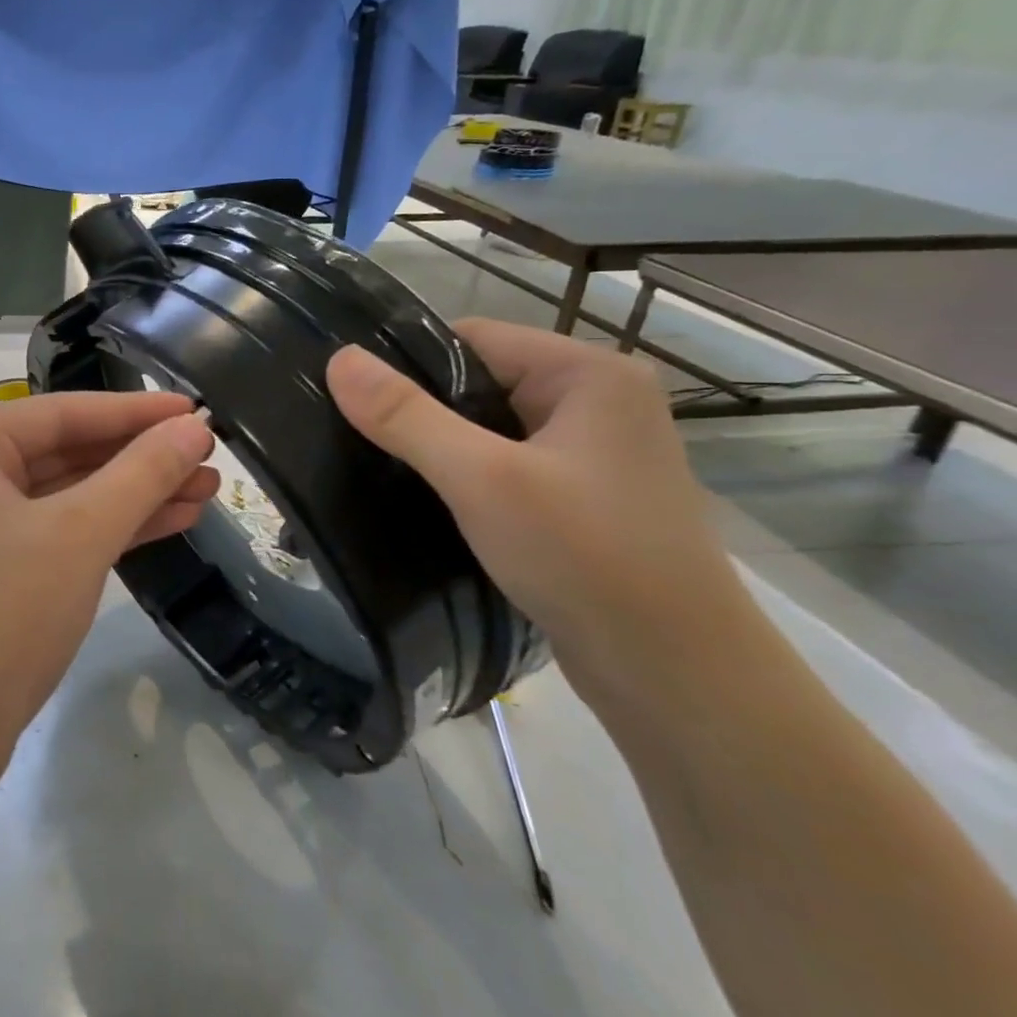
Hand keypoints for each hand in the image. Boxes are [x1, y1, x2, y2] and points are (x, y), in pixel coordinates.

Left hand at [0, 390, 217, 769]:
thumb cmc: (1, 615)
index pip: (63, 412)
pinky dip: (108, 527)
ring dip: (134, 494)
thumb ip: (141, 473)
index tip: (198, 409)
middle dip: (140, 458)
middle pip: (66, 451)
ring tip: (206, 490)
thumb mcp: (80, 535)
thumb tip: (195, 426)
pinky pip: (57, 530)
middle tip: (210, 458)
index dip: (136, 411)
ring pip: (67, 494)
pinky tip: (170, 521)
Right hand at [326, 319, 743, 702]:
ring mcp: (591, 453)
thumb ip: (406, 416)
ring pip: (487, 429)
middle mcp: (596, 402)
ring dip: (437, 448)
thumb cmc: (586, 558)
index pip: (471, 338)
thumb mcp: (482, 479)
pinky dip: (463, 478)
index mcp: (588, 374)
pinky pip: (503, 466)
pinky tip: (423, 501)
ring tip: (378, 469)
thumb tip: (338, 359)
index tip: (349, 397)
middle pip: (478, 382)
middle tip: (354, 438)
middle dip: (418, 410)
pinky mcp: (580, 498)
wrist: (678, 678)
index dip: (406, 362)